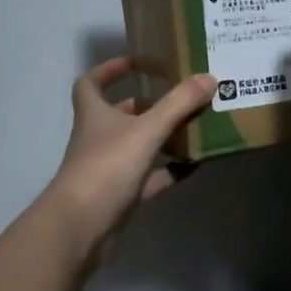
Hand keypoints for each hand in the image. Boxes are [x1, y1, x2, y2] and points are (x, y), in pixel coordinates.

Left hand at [44, 57, 215, 262]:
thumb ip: (179, 104)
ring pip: (138, 146)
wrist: (80, 228)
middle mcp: (99, 138)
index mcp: (94, 115)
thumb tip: (209, 77)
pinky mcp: (122, 196)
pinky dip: (170, 171)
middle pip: (120, 115)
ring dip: (163, 137)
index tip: (136, 62)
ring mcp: (109, 169)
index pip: (90, 83)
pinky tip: (195, 164)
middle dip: (148, 104)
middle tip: (180, 95)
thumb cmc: (107, 167)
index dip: (109, 70)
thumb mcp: (147, 130)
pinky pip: (151, 178)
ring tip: (196, 125)